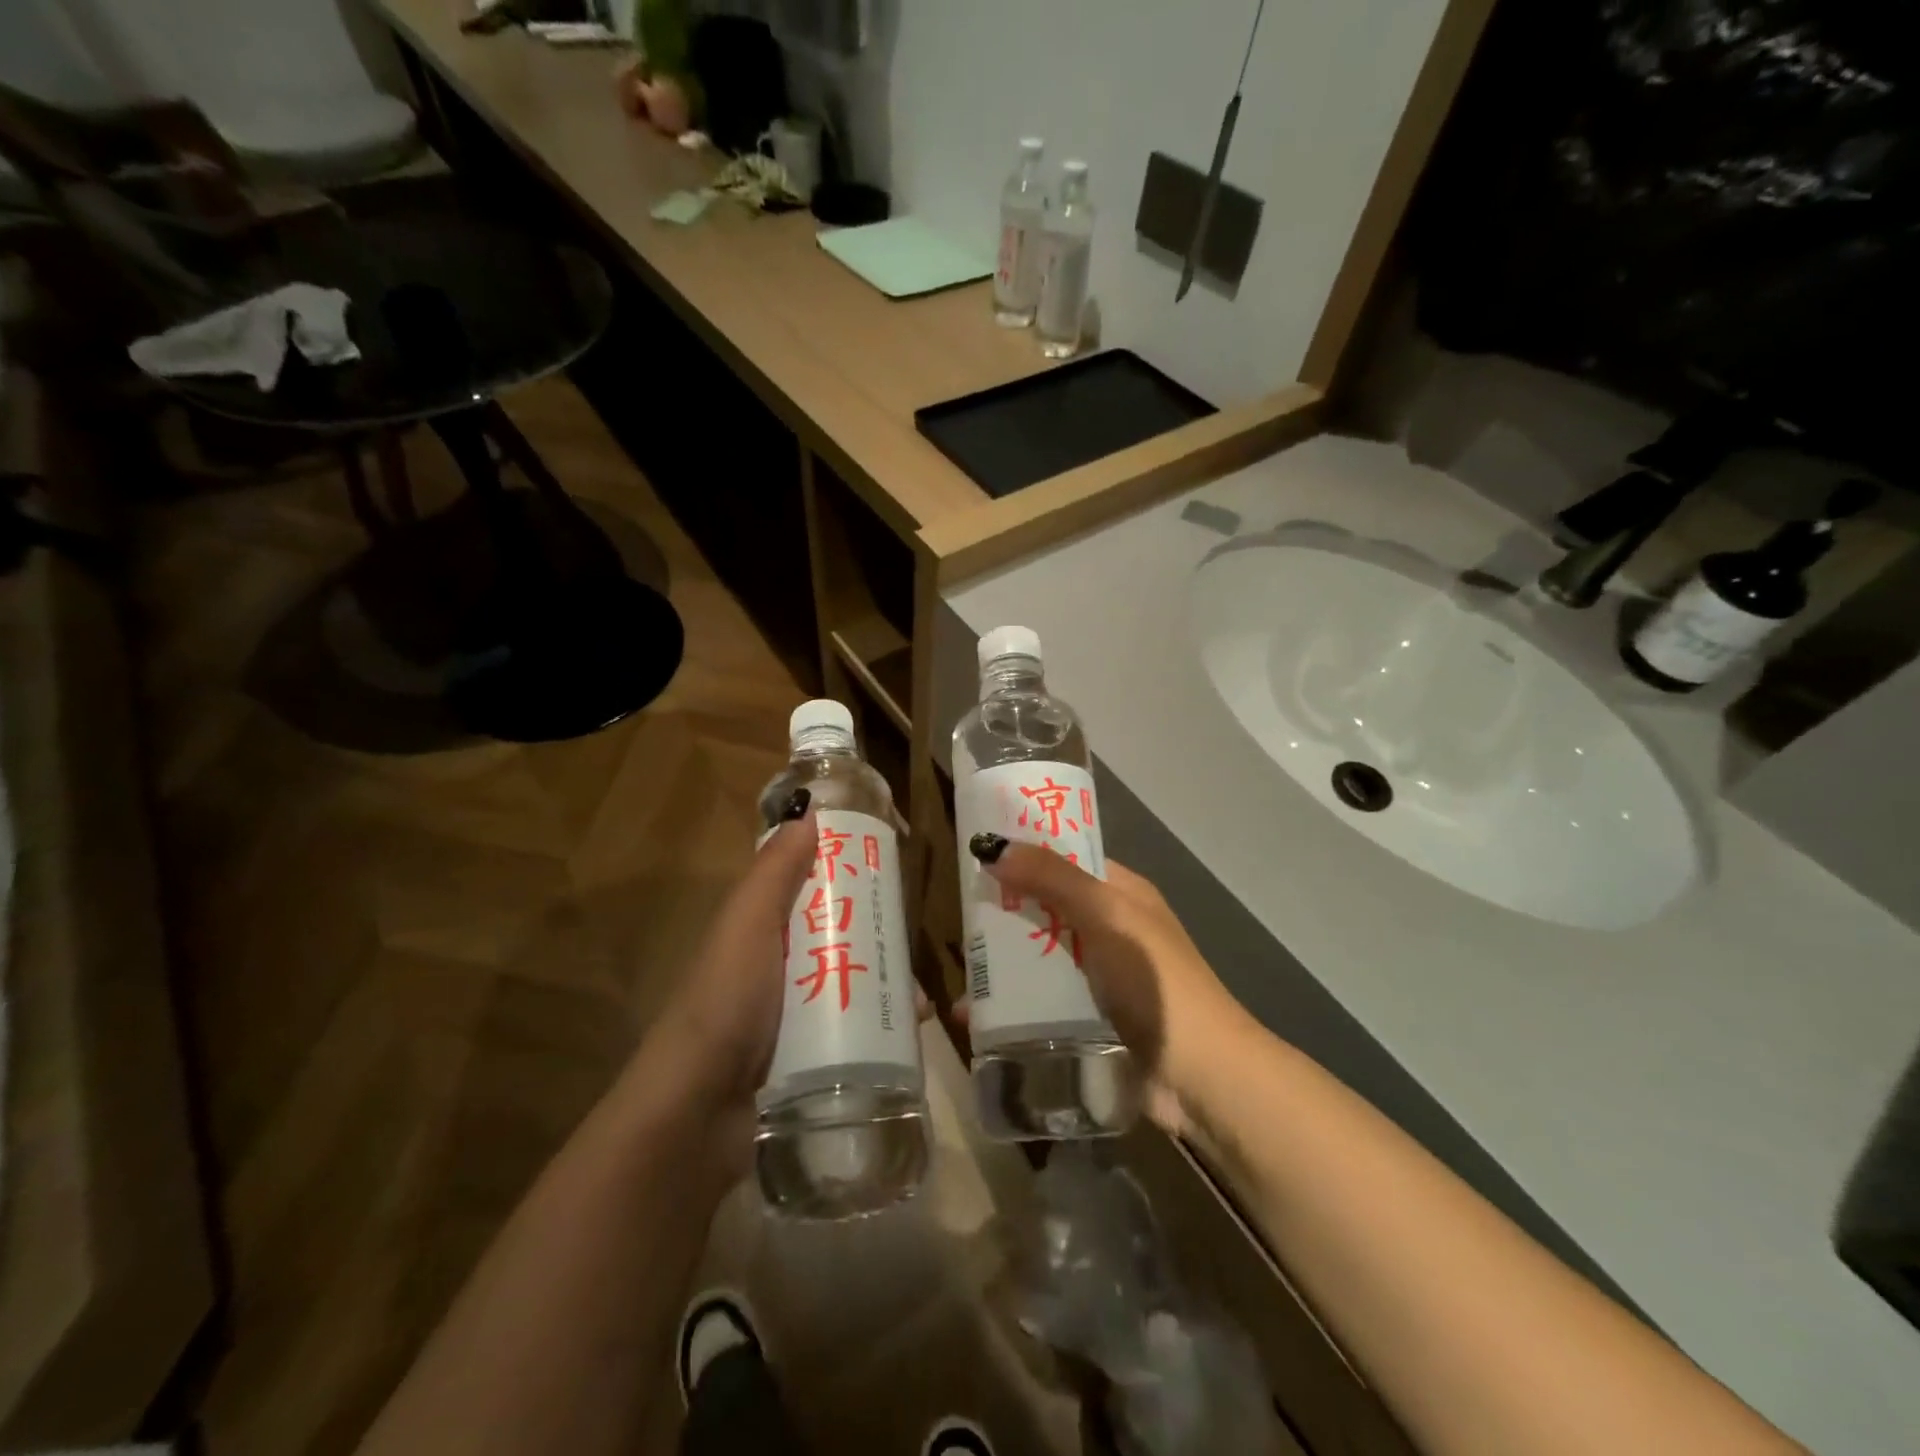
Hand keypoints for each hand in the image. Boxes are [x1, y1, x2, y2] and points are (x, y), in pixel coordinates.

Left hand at [647, 792, 937, 1168]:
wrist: (697, 1113)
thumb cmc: (726, 1004)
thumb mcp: (748, 926)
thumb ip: (774, 873)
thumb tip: (807, 812)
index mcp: (760, 933)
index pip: (810, 893)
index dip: (848, 878)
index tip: (891, 874)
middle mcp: (777, 970)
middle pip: (839, 941)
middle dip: (878, 940)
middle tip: (912, 946)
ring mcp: (792, 1019)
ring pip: (851, 987)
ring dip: (887, 989)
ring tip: (920, 1004)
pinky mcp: (809, 1061)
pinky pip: (854, 1034)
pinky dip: (882, 1030)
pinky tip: (910, 1036)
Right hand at [967, 838, 1250, 1135]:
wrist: (1201, 1077)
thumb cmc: (1154, 981)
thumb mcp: (1105, 916)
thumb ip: (1052, 879)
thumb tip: (993, 845)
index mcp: (1122, 894)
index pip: (1067, 859)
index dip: (1026, 853)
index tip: (977, 853)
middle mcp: (1109, 929)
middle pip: (1046, 909)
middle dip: (1004, 912)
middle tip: (956, 915)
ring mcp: (1099, 977)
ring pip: (1039, 957)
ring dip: (1001, 964)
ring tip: (957, 971)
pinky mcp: (1088, 1020)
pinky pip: (1040, 1001)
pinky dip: (1009, 1005)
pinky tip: (972, 1016)